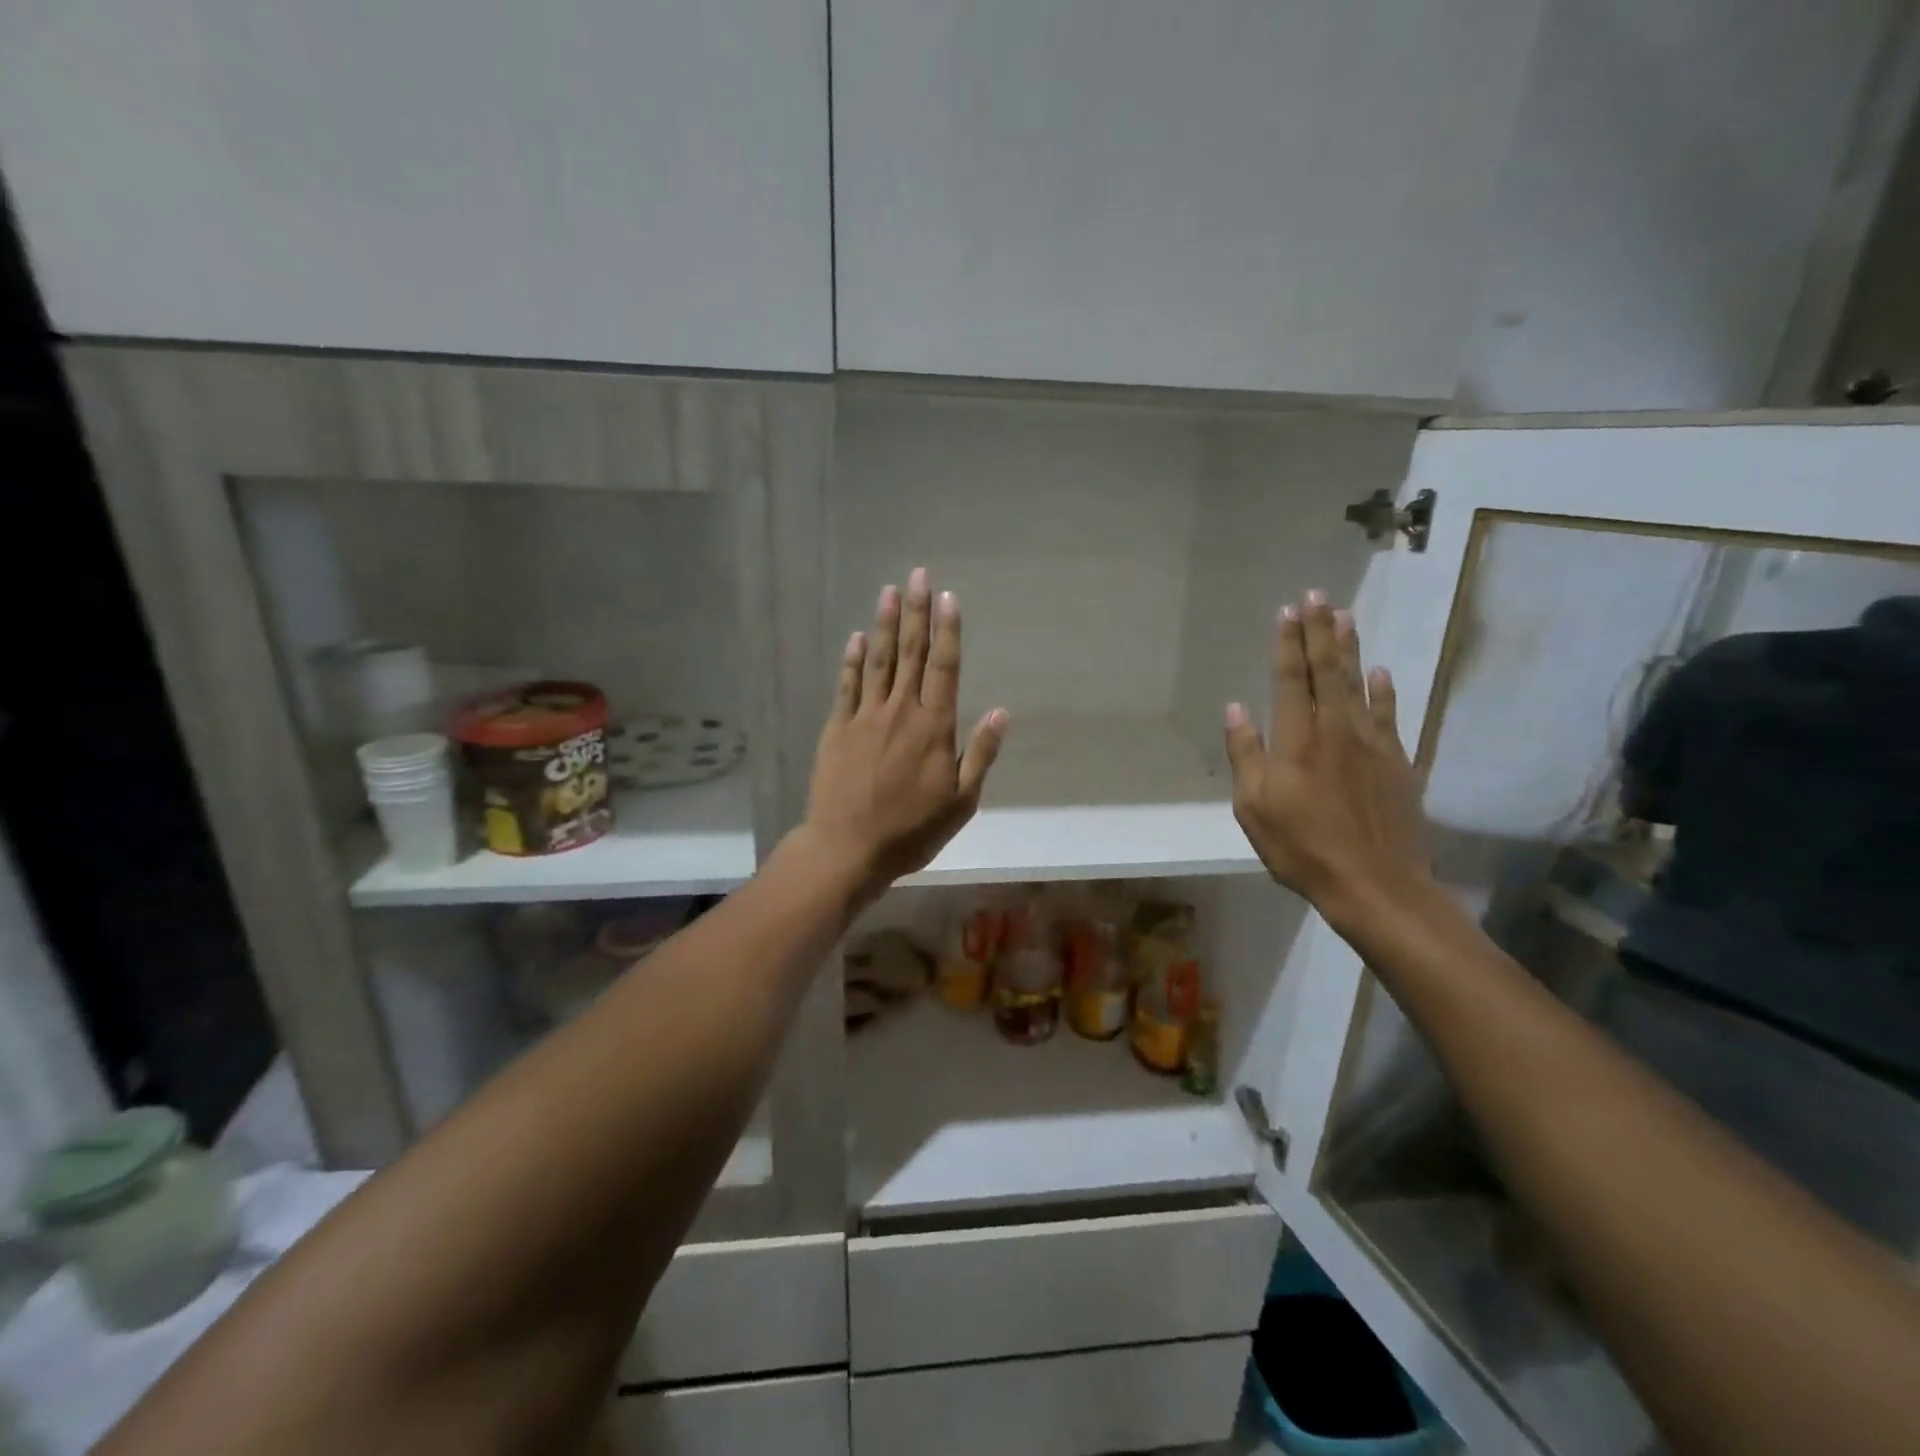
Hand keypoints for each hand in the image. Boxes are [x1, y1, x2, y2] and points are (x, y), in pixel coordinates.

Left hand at [801, 568, 1007, 899]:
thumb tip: (1001, 713)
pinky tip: (857, 637)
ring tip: (889, 590)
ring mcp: (865, 716)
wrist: (848, 848)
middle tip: (919, 575)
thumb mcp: (961, 802)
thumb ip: (980, 755)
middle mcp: (901, 712)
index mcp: (934, 727)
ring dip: (885, 624)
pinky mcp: (838, 728)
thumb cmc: (912, 830)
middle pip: (911, 653)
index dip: (948, 631)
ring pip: (878, 660)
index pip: (945, 667)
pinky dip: (852, 659)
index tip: (949, 598)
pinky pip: (847, 685)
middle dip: (916, 612)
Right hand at [1223, 591, 1431, 922]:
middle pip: (1327, 670)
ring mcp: (1372, 743)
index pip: (1290, 679)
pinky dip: (1384, 690)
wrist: (1375, 883)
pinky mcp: (1397, 762)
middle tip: (1318, 596)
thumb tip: (1236, 709)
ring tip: (1346, 615)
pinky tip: (1381, 672)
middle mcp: (1335, 729)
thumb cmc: (1301, 847)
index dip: (1288, 643)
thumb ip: (1245, 754)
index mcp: (1296, 739)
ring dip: (1350, 648)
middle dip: (1320, 631)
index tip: (1288, 611)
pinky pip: (1389, 714)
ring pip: (1359, 684)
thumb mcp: (1254, 806)